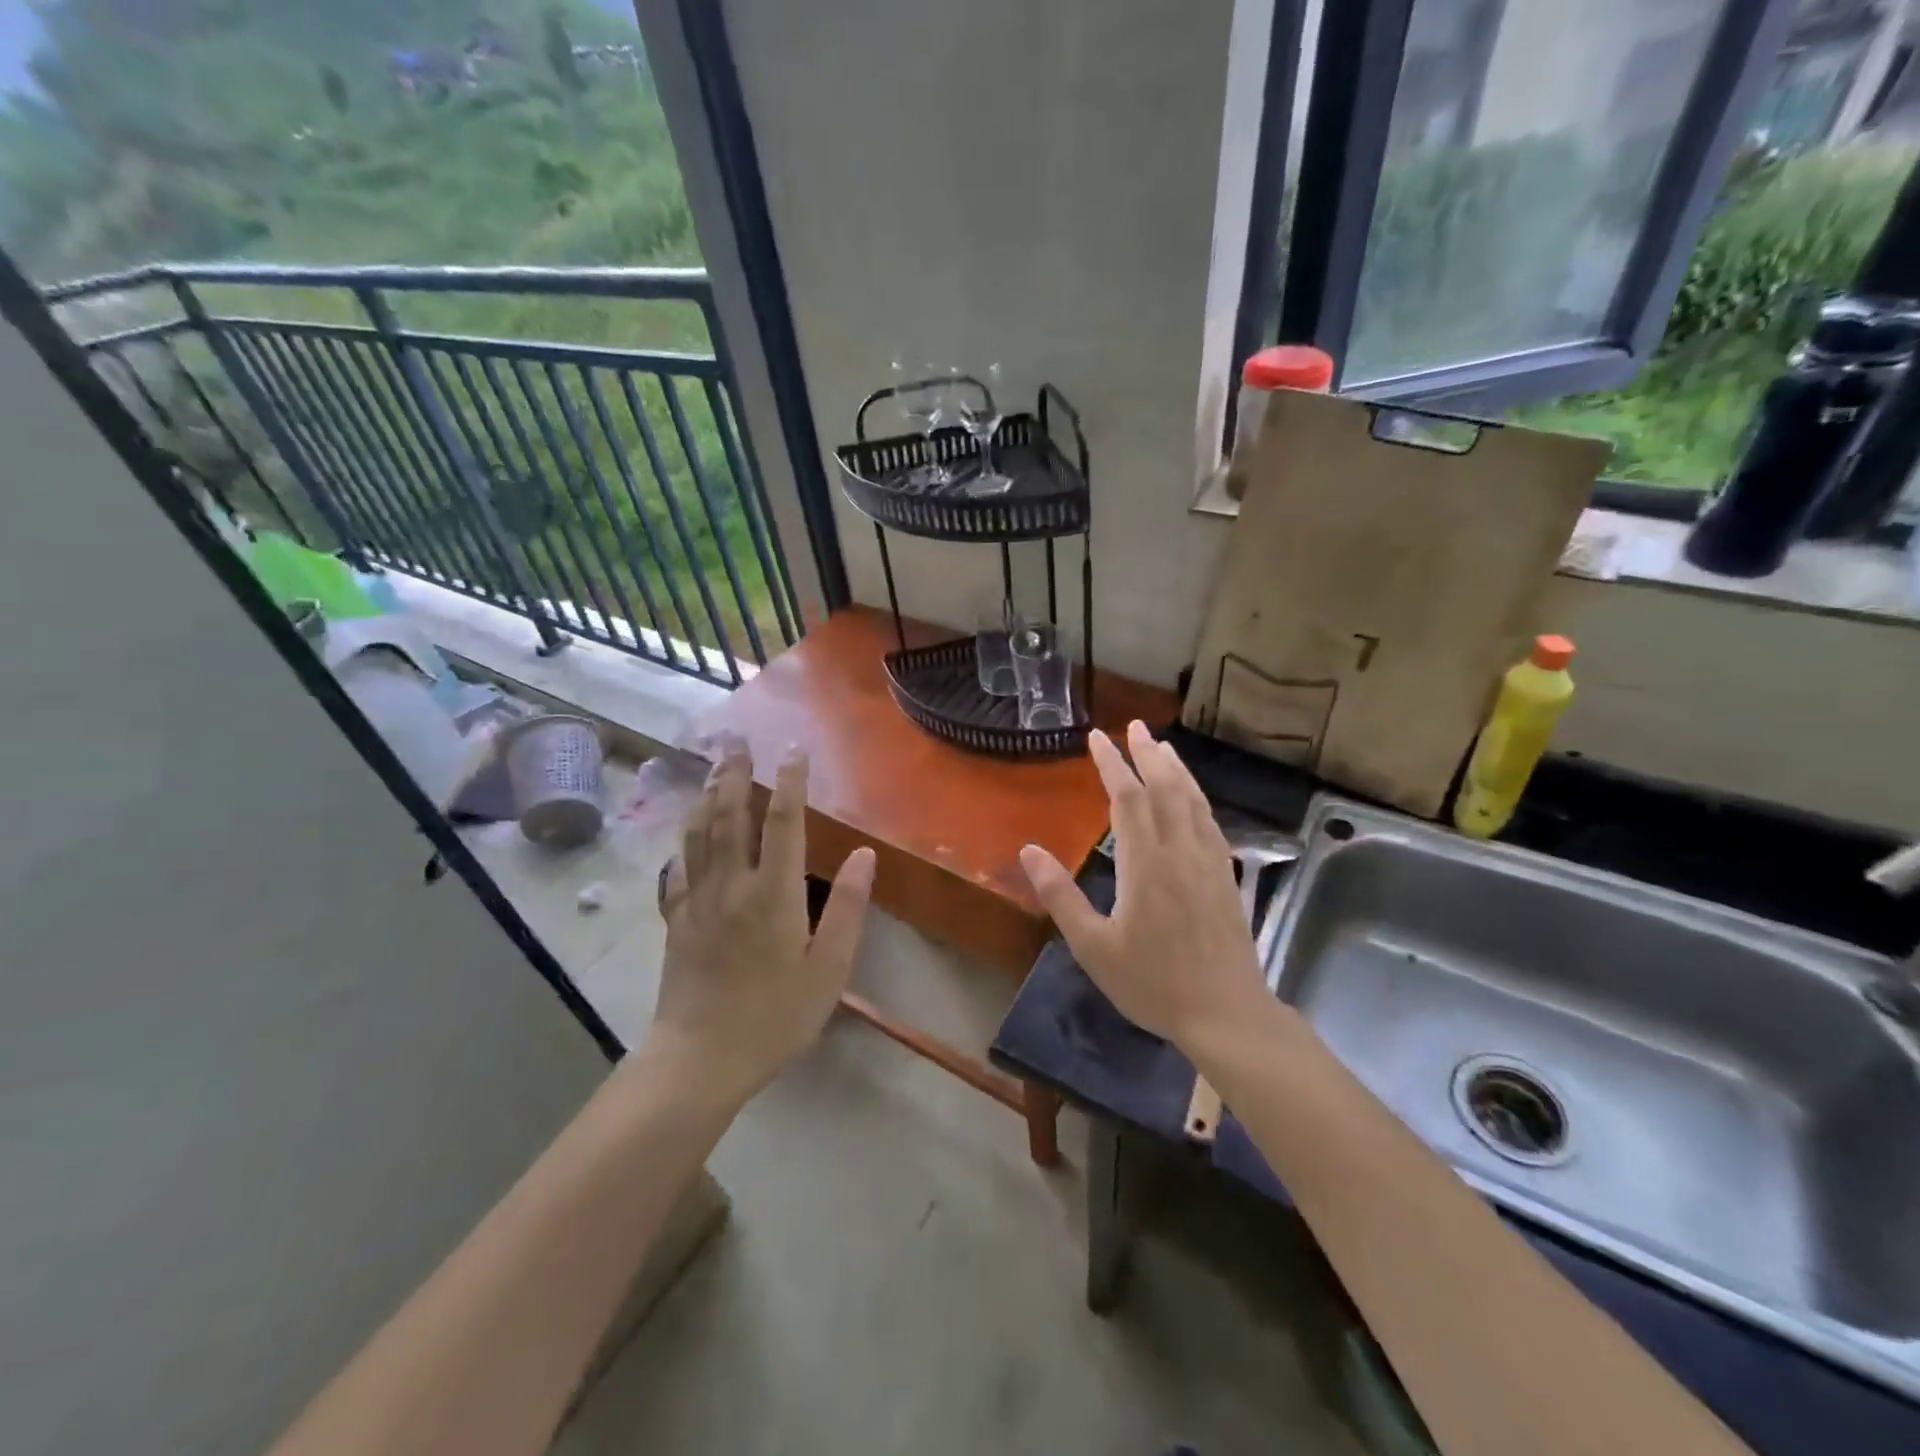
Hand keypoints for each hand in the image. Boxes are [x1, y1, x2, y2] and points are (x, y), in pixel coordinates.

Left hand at [650, 741, 874, 1105]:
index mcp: (773, 894)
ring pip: (699, 834)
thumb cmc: (774, 1016)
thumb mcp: (828, 969)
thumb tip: (863, 854)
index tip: (794, 751)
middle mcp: (731, 886)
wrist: (699, 1059)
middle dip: (735, 774)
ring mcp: (697, 901)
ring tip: (712, 768)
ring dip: (706, 795)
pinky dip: (683, 840)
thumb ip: (846, 908)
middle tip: (738, 741)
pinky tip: (686, 830)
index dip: (790, 782)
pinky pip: (677, 868)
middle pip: (731, 816)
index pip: (783, 823)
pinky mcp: (676, 920)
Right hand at [1019, 721, 1264, 1048]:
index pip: (1128, 798)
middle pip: (1165, 788)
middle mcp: (1180, 851)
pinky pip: (1210, 821)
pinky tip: (1192, 797)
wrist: (1226, 1013)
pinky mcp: (1226, 876)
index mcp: (1146, 864)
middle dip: (1147, 753)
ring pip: (1193, 800)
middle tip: (1134, 726)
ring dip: (1176, 768)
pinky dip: (1197, 796)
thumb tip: (1029, 850)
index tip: (1098, 737)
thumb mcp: (1094, 947)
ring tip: (1163, 745)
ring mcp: (1209, 862)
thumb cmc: (1153, 983)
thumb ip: (1061, 896)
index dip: (1112, 763)